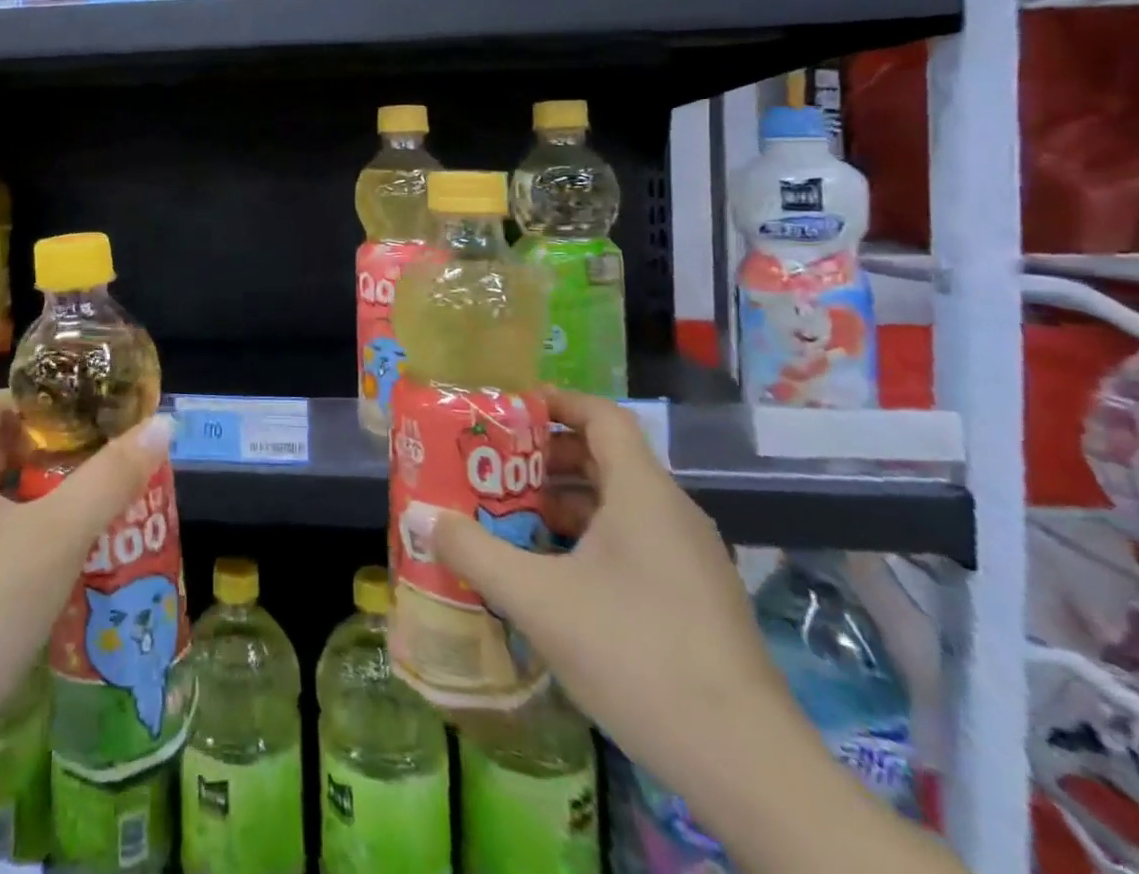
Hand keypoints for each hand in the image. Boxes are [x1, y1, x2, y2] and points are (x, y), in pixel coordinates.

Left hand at [0, 390, 176, 740]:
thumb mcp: (61, 533)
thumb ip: (113, 476)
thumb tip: (163, 425)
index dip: (41, 402)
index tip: (88, 415)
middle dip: (47, 449)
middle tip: (99, 457)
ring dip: (37, 492)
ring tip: (89, 502)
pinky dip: (19, 530)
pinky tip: (56, 558)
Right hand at [419, 391, 802, 779]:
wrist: (747, 767)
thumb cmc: (636, 655)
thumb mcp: (537, 599)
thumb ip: (474, 551)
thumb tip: (420, 517)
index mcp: (643, 493)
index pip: (601, 415)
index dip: (555, 402)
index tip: (507, 409)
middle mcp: (671, 514)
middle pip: (604, 458)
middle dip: (543, 458)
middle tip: (491, 468)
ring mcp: (689, 559)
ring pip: (617, 504)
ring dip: (562, 503)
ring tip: (509, 519)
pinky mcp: (695, 599)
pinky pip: (633, 542)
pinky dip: (588, 540)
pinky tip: (551, 574)